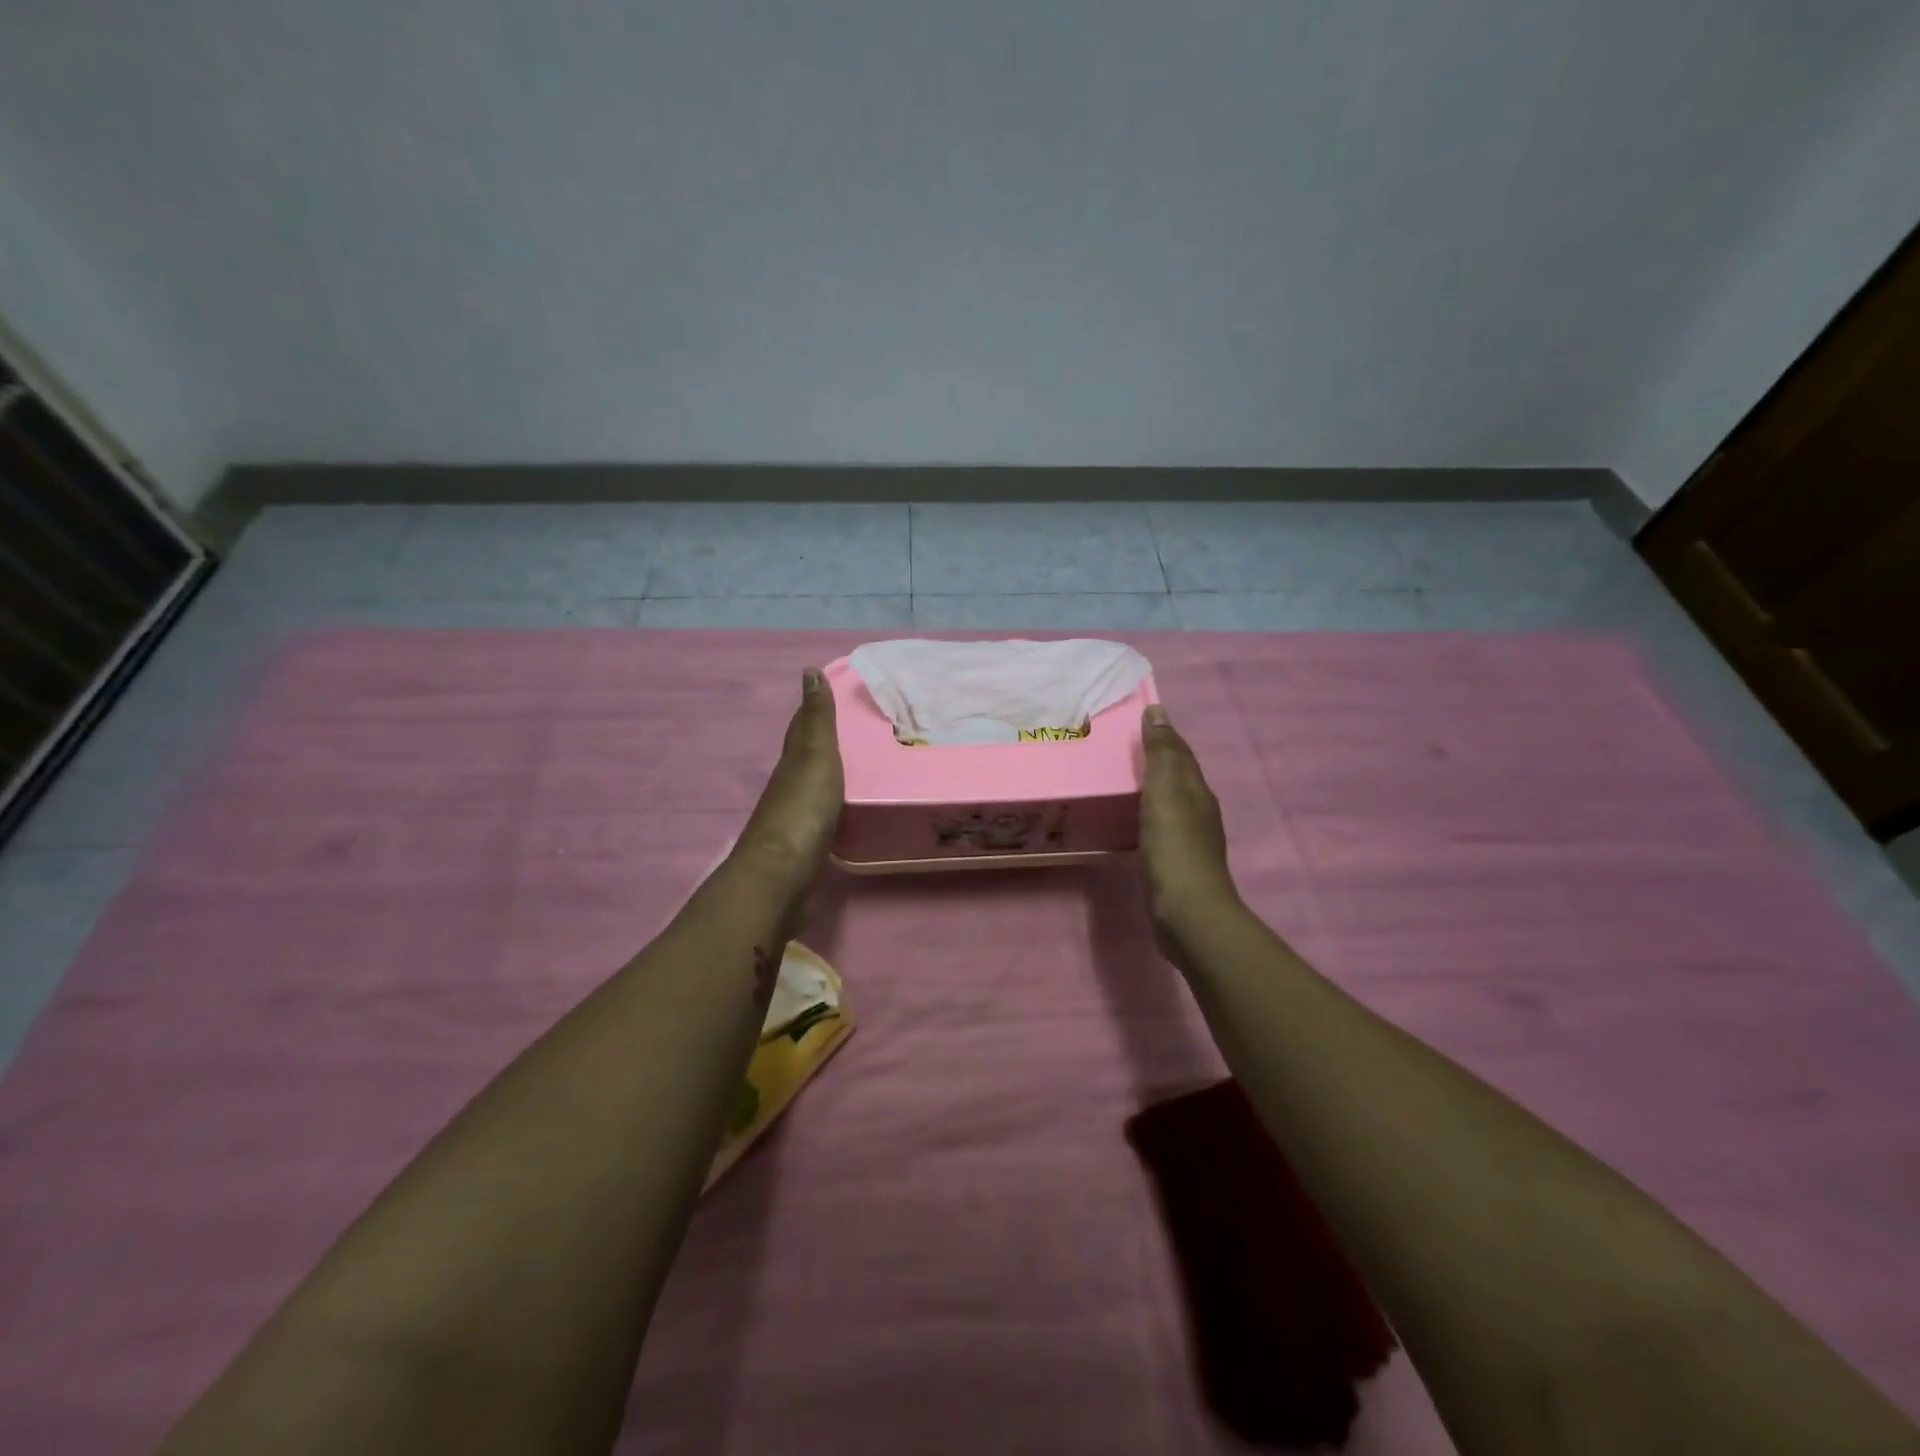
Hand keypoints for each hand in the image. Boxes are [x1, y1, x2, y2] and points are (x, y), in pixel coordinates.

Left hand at [732, 668, 844, 923]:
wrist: (782, 875)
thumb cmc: (803, 809)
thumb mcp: (815, 755)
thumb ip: (817, 719)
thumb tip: (809, 671)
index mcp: (792, 763)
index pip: (800, 730)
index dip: (809, 711)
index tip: (821, 692)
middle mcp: (787, 788)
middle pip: (801, 759)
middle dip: (817, 744)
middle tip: (845, 732)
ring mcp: (792, 822)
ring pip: (809, 790)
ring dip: (823, 778)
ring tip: (847, 771)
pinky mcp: (802, 851)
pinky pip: (818, 819)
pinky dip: (828, 808)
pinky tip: (838, 814)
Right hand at [1139, 704, 1237, 938]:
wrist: (1187, 912)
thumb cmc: (1174, 846)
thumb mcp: (1166, 792)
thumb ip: (1162, 754)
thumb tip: (1159, 711)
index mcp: (1197, 791)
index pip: (1180, 754)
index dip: (1162, 735)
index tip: (1136, 719)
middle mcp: (1198, 811)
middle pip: (1176, 778)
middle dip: (1154, 762)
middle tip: (1118, 749)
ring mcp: (1189, 841)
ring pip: (1168, 803)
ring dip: (1149, 790)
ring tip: (1118, 782)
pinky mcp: (1175, 864)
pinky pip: (1158, 828)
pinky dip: (1145, 817)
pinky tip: (1129, 823)